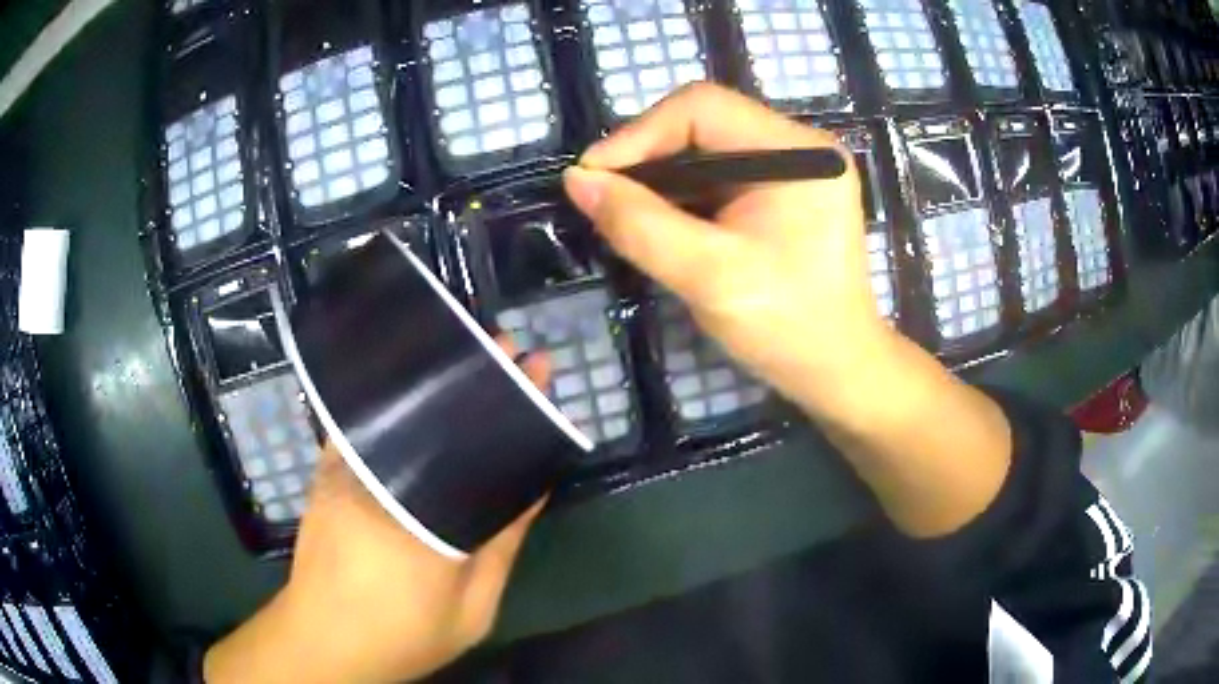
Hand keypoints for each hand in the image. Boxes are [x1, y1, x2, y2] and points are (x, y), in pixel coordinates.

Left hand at [205, 346, 550, 683]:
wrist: (322, 641)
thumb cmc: (402, 635)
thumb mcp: (470, 610)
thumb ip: (501, 546)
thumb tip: (532, 486)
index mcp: (426, 518)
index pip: (481, 448)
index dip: (515, 406)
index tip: (536, 370)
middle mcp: (382, 479)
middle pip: (437, 414)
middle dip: (476, 375)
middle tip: (507, 348)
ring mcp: (348, 469)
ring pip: (399, 412)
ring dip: (436, 383)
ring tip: (472, 360)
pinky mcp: (328, 471)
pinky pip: (363, 423)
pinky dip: (392, 401)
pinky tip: (417, 389)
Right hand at [565, 83, 1011, 538]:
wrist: (837, 370)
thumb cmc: (786, 328)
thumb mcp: (709, 276)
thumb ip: (639, 224)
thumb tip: (577, 179)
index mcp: (799, 153)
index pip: (703, 108)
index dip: (639, 134)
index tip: (593, 177)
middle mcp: (801, 147)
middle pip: (704, 123)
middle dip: (648, 156)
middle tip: (605, 197)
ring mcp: (796, 167)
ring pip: (708, 147)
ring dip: (662, 177)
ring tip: (626, 211)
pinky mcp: (787, 190)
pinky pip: (722, 173)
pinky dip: (685, 193)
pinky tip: (662, 220)